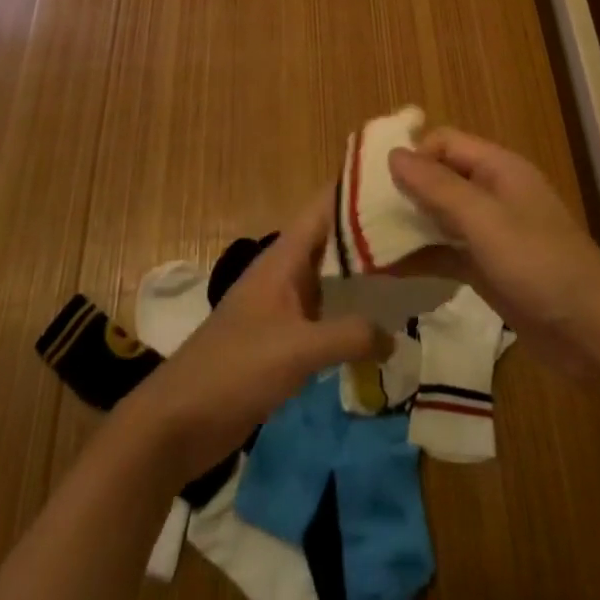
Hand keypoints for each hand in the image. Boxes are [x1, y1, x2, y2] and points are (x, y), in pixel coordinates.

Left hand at [117, 188, 387, 484]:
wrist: (179, 420)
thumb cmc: (236, 368)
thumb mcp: (298, 349)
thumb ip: (349, 335)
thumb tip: (396, 334)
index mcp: (284, 257)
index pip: (325, 206)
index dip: (357, 189)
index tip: (398, 180)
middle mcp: (286, 271)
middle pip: (334, 240)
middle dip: (371, 233)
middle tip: (419, 228)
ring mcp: (284, 304)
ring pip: (332, 277)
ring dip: (364, 275)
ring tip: (413, 269)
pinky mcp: (283, 336)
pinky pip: (325, 312)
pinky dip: (351, 312)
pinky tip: (381, 324)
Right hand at [387, 129, 599, 375]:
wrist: (593, 333)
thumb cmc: (539, 264)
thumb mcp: (485, 221)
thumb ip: (438, 188)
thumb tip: (394, 154)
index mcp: (498, 168)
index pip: (445, 143)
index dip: (412, 154)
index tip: (374, 178)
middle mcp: (493, 193)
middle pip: (440, 178)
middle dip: (403, 190)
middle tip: (358, 210)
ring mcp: (491, 232)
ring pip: (440, 217)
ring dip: (408, 226)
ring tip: (363, 240)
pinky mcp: (489, 268)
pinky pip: (447, 252)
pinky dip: (421, 258)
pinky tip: (387, 271)